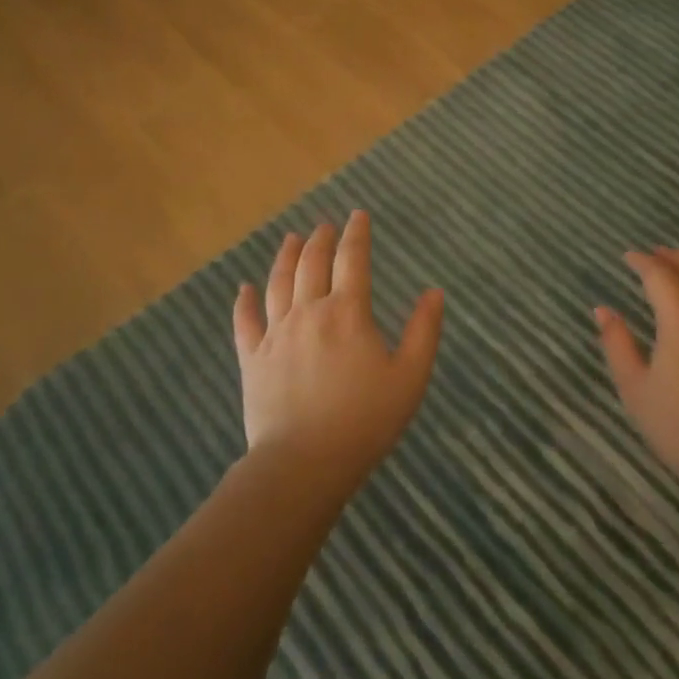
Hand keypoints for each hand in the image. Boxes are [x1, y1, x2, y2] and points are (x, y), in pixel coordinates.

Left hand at [232, 211, 444, 486]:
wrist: (304, 463)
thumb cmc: (366, 420)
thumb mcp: (410, 377)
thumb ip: (424, 331)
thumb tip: (434, 292)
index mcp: (348, 313)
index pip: (353, 259)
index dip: (356, 233)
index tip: (358, 215)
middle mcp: (309, 312)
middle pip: (312, 263)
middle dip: (321, 239)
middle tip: (325, 225)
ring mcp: (276, 334)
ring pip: (278, 283)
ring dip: (286, 256)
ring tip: (291, 238)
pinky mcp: (252, 359)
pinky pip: (245, 322)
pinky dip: (244, 301)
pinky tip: (244, 288)